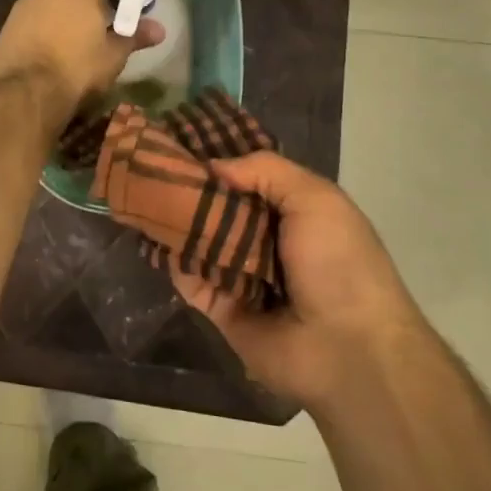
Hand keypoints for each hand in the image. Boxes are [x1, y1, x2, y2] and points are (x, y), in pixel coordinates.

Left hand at [0, 0, 163, 124]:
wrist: (24, 93)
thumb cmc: (77, 68)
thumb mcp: (113, 54)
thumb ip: (135, 35)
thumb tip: (159, 30)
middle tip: (113, 11)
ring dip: (73, 2)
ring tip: (86, 28)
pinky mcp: (11, 17)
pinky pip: (40, 7)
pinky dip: (52, 16)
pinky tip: (58, 40)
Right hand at [167, 151, 421, 406]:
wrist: (348, 350)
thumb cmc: (338, 263)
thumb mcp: (316, 198)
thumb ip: (265, 170)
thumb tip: (212, 164)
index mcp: (295, 213)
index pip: (249, 178)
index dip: (220, 160)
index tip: (181, 140)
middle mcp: (267, 241)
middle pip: (220, 208)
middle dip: (190, 189)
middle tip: (150, 167)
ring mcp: (243, 277)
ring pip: (200, 241)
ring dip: (175, 222)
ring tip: (142, 195)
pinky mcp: (222, 309)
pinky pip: (191, 279)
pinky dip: (173, 261)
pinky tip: (153, 237)